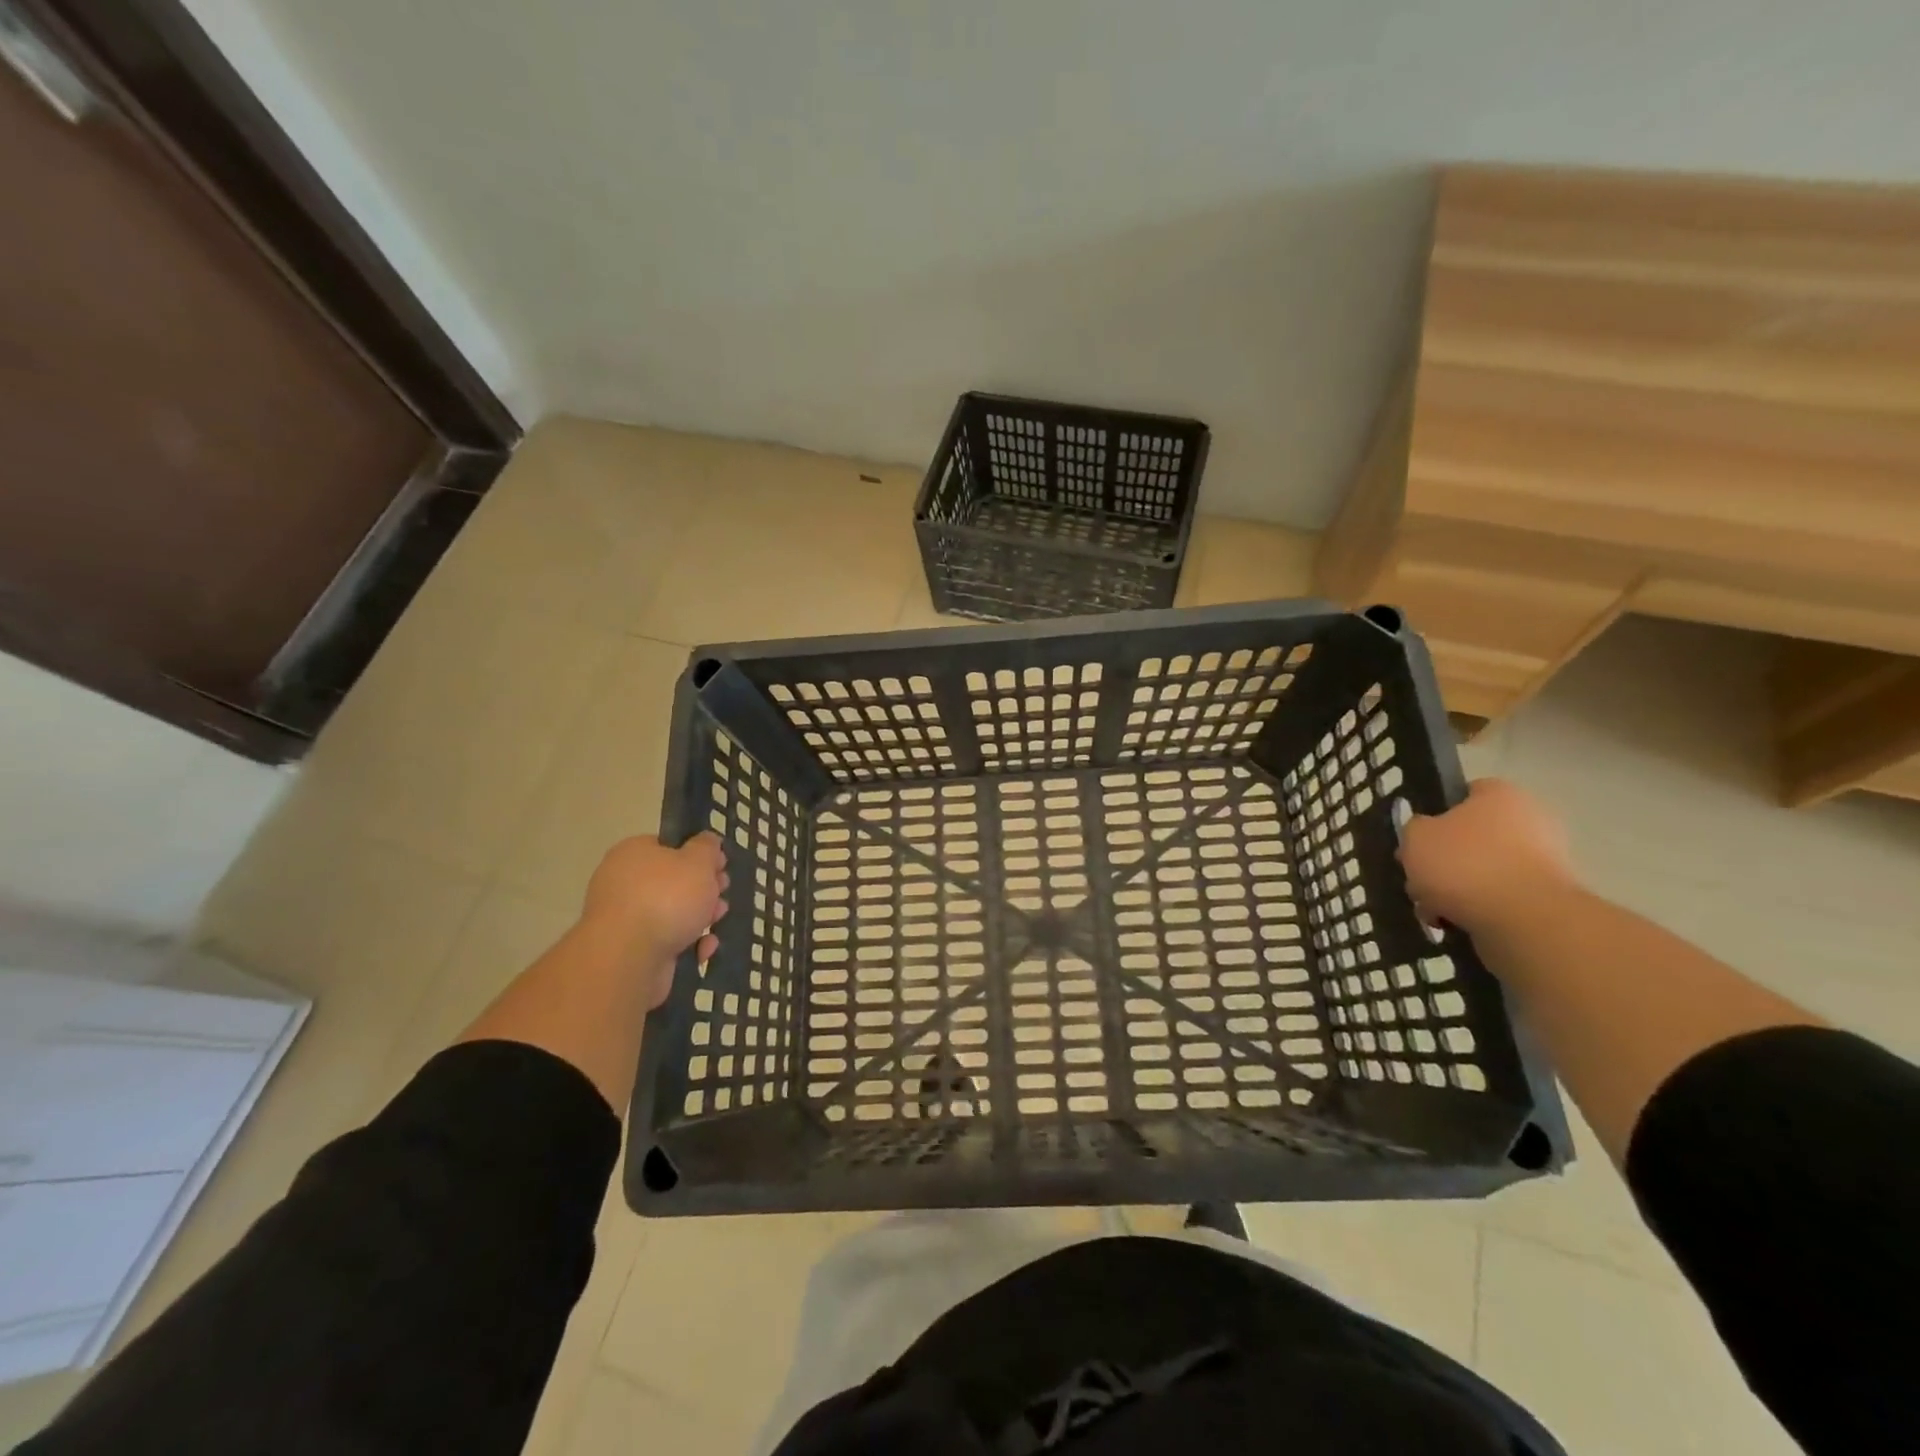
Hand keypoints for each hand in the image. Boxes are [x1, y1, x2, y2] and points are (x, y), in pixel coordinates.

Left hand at [580, 833, 728, 1006]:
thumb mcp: (698, 861)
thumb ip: (707, 847)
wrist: (629, 958)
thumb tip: (707, 841)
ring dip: (700, 918)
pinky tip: (702, 950)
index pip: (669, 847)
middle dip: (704, 890)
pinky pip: (666, 940)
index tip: (720, 867)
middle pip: (673, 882)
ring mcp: (626, 919)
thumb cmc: (667, 897)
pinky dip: (687, 944)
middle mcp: (623, 883)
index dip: (699, 855)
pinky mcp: (631, 950)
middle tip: (721, 895)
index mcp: (633, 853)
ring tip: (716, 924)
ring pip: (672, 913)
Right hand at [1397, 779, 1577, 934]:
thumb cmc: (1465, 863)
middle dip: (1441, 861)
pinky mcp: (1545, 900)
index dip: (1436, 814)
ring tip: (1431, 910)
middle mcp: (1530, 822)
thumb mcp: (1415, 836)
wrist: (1523, 920)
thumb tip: (1426, 834)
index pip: (1465, 793)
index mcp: (1502, 795)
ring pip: (1481, 872)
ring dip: (1452, 890)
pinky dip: (1475, 909)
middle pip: (1470, 838)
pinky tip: (1452, 923)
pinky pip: (1498, 899)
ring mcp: (1542, 863)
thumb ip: (1414, 828)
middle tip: (1418, 880)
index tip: (1417, 838)